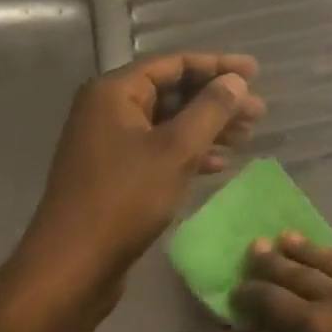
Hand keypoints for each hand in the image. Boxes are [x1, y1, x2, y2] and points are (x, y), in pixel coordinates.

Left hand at [8, 52, 263, 319]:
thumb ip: (211, 109)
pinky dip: (189, 151)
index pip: (174, 64)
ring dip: (208, 126)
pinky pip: (159, 148)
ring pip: (169, 122)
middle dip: (216, 100)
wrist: (73, 266)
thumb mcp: (177, 149)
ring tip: (245, 137)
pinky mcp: (114, 172)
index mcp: (115, 93)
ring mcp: (109, 143)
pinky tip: (217, 165)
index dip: (218, 65)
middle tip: (258, 111)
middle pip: (172, 91)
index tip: (255, 72)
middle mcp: (108, 110)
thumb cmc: (125, 199)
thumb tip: (236, 81)